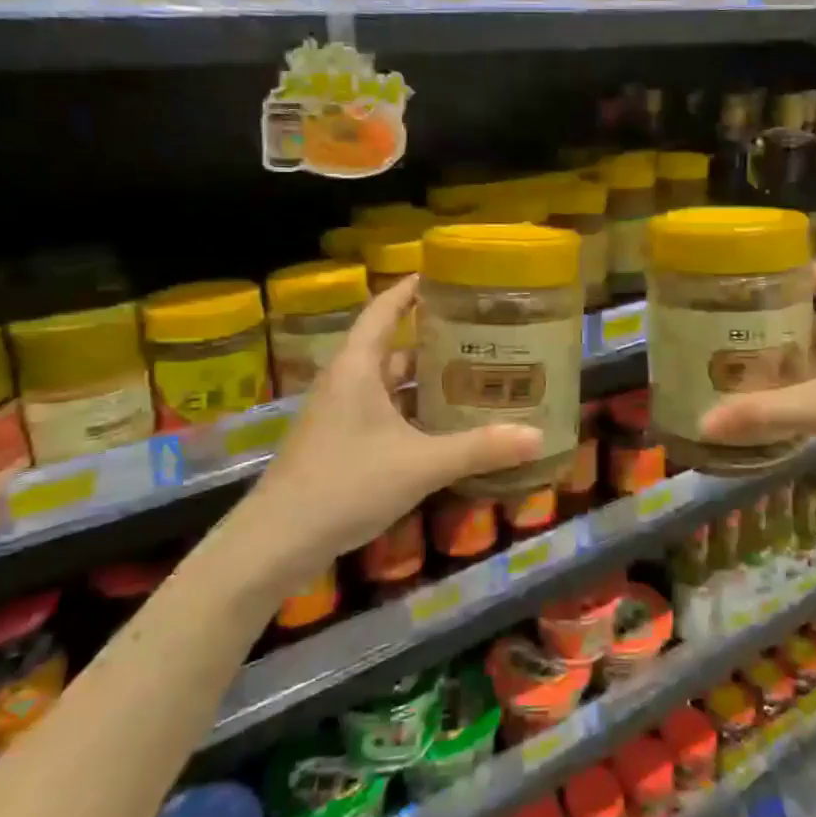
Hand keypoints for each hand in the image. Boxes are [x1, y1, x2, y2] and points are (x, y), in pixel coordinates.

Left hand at [252, 275, 542, 564]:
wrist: (277, 541)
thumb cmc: (346, 484)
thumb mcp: (420, 464)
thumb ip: (479, 449)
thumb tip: (538, 436)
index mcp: (357, 367)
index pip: (384, 309)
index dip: (410, 288)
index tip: (444, 275)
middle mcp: (346, 381)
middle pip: (393, 348)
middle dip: (434, 342)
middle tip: (480, 336)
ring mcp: (339, 414)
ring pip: (389, 385)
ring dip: (425, 382)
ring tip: (473, 378)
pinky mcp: (339, 443)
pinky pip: (383, 414)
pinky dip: (412, 414)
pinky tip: (444, 428)